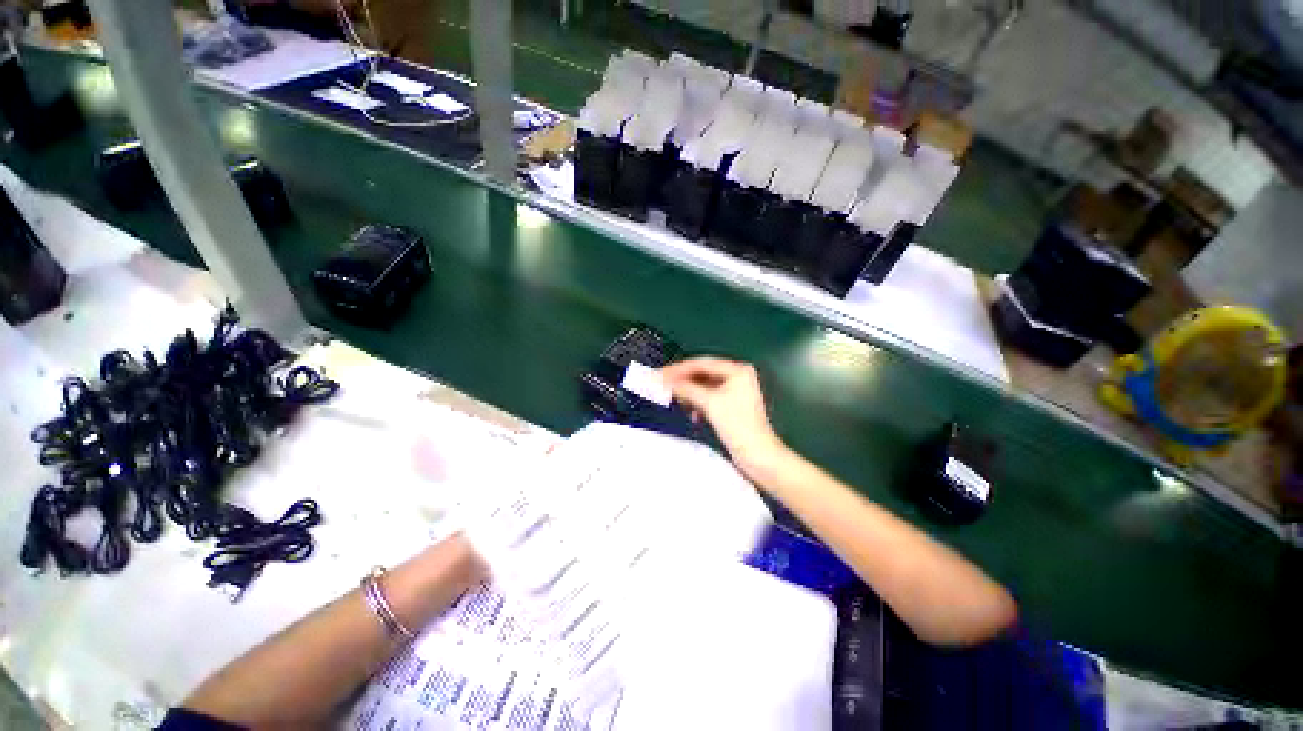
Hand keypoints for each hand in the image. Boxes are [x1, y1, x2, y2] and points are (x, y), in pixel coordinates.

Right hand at [660, 357, 786, 479]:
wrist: (757, 454)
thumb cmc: (736, 425)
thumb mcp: (709, 403)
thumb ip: (686, 388)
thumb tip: (665, 380)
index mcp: (737, 370)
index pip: (702, 363)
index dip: (679, 368)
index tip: (660, 374)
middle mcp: (738, 376)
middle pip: (703, 374)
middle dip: (683, 382)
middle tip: (663, 386)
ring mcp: (735, 390)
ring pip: (704, 386)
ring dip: (690, 393)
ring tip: (677, 401)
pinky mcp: (732, 405)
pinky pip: (709, 397)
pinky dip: (698, 403)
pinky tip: (692, 413)